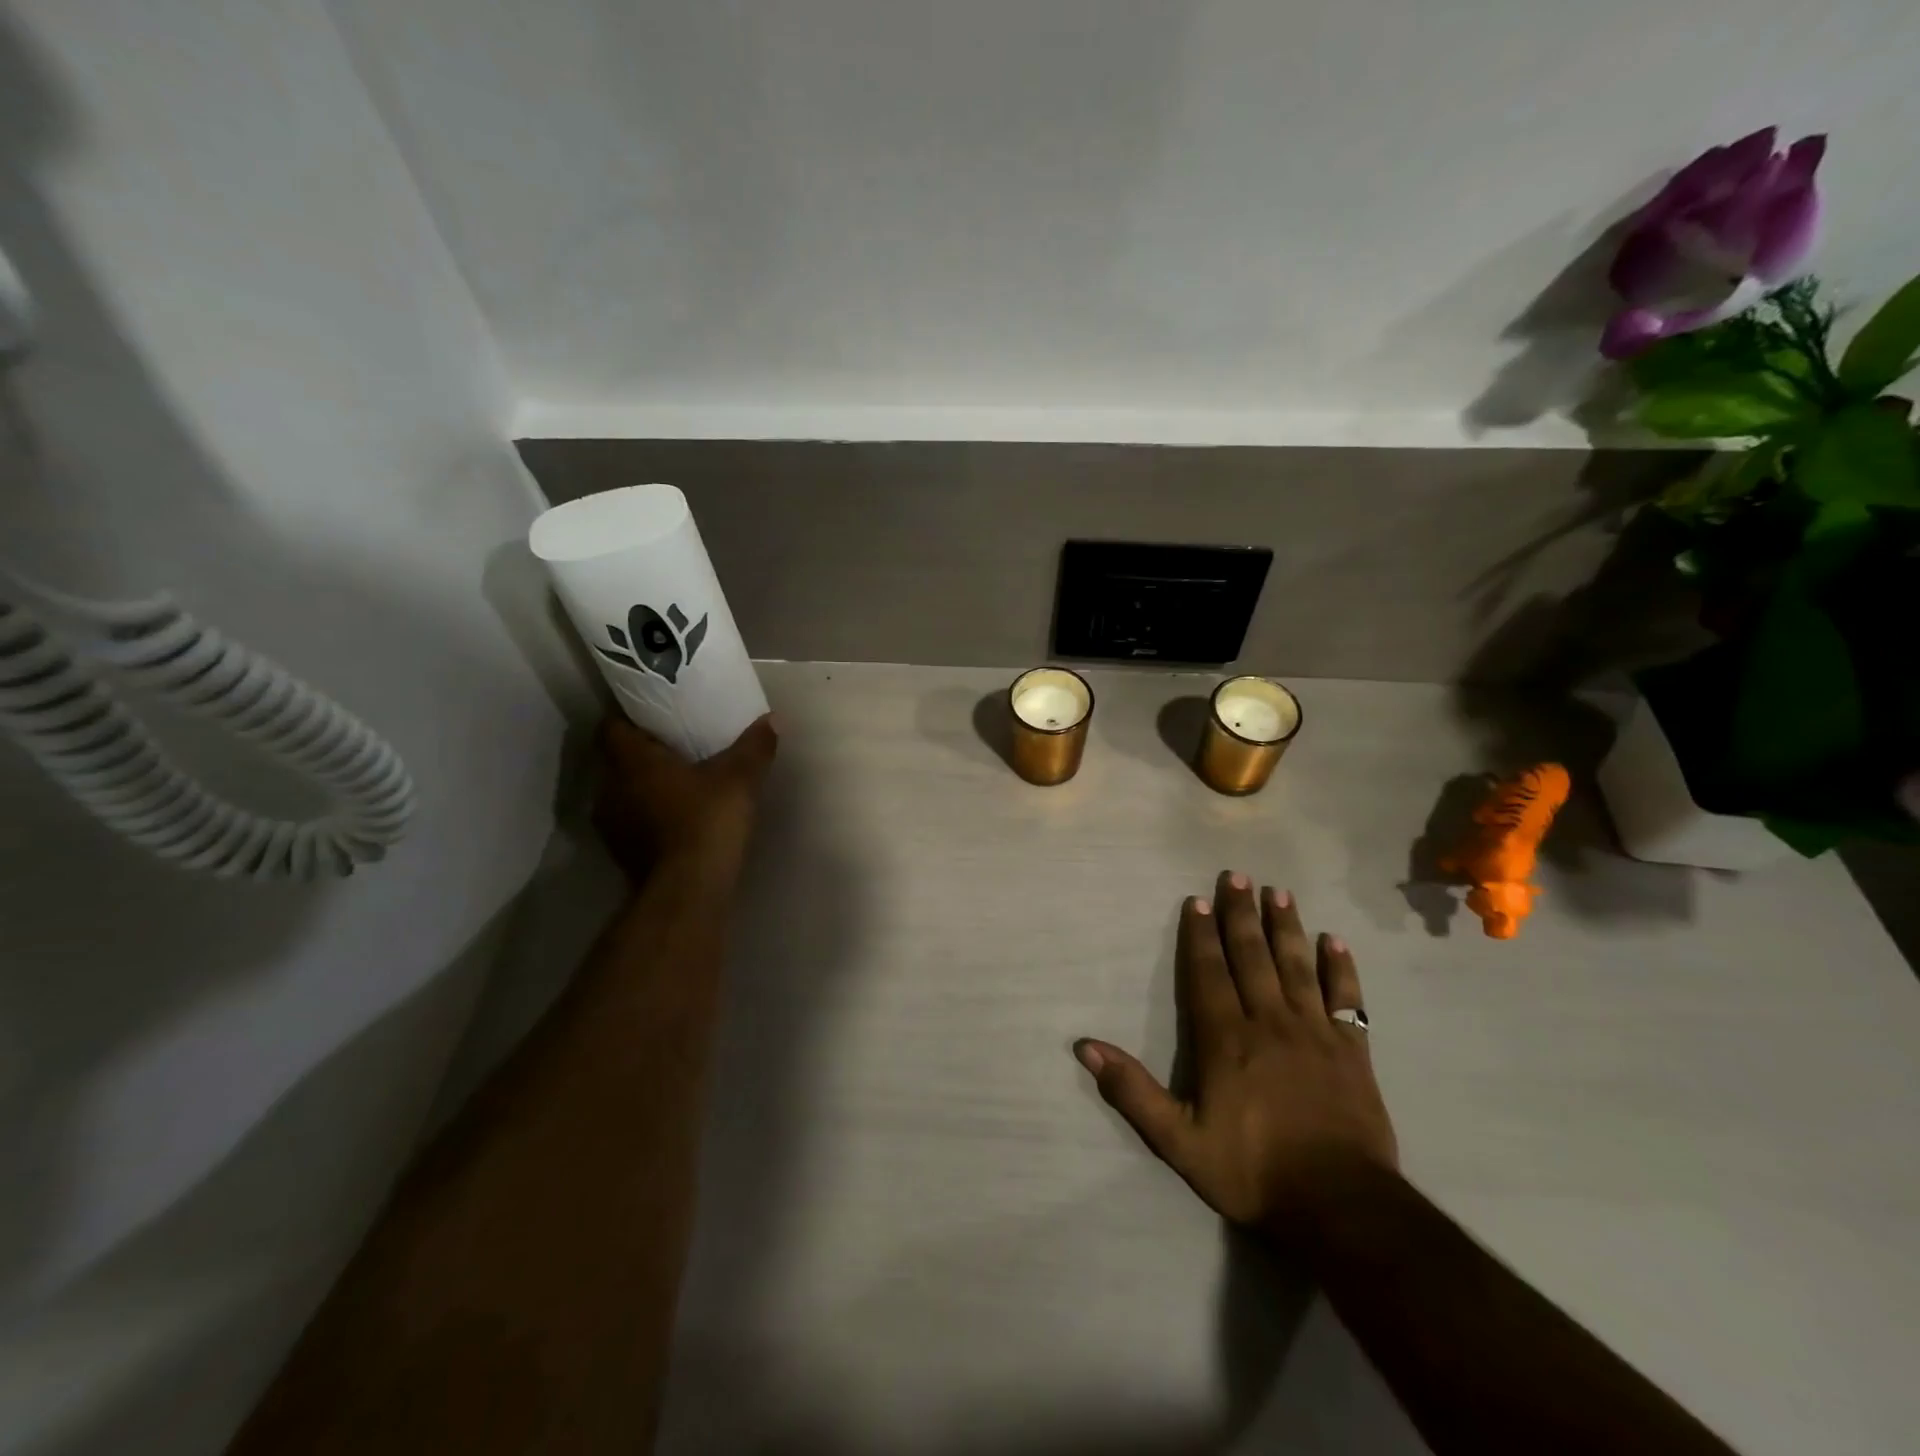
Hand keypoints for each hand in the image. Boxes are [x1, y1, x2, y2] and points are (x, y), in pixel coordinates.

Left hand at [595, 715, 777, 879]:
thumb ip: (754, 747)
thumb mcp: (740, 779)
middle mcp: (610, 788)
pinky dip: (647, 814)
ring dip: (642, 786)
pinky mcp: (621, 852)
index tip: (654, 715)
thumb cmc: (706, 820)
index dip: (629, 717)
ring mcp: (611, 824)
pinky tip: (675, 817)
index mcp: (631, 761)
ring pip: (621, 792)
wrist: (688, 889)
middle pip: (615, 759)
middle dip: (641, 753)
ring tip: (676, 782)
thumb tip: (773, 718)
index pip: (611, 727)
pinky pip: (630, 820)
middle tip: (674, 746)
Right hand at [1076, 873, 1396, 1238]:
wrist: (1341, 1208)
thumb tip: (1085, 1047)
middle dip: (1241, 915)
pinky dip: (1341, 969)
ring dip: (1286, 928)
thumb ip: (1133, 1091)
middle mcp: (1269, 1022)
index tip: (1198, 901)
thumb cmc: (1253, 1171)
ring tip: (1279, 893)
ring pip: (1297, 966)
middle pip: (1252, 956)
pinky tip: (1336, 942)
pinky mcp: (1353, 1052)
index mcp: (1226, 1039)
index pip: (1209, 973)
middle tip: (1238, 876)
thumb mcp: (1179, 1142)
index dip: (1200, 936)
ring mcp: (1315, 1033)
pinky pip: (1347, 999)